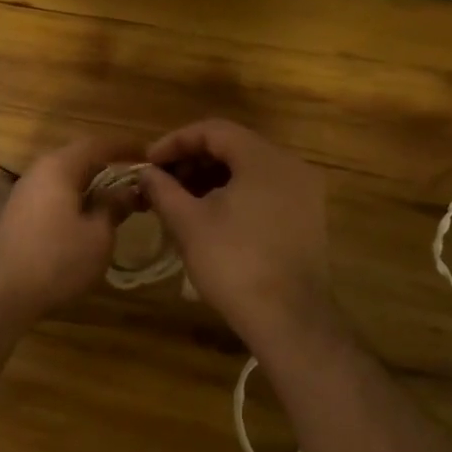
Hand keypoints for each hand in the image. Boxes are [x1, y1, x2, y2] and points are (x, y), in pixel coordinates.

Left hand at [0, 133, 142, 318]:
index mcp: (59, 167)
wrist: (3, 292)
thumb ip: (114, 207)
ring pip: (66, 177)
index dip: (126, 147)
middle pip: (80, 158)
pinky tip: (90, 216)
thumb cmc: (57, 259)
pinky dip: (77, 198)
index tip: (150, 155)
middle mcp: (39, 171)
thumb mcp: (98, 236)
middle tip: (138, 178)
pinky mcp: (21, 213)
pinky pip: (55, 194)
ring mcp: (26, 192)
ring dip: (93, 184)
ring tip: (119, 198)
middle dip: (109, 165)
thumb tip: (129, 190)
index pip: (98, 144)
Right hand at [136, 119, 332, 346]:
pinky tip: (208, 216)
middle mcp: (290, 166)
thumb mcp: (188, 222)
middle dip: (191, 161)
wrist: (289, 320)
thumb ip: (163, 189)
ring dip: (210, 178)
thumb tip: (145, 172)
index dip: (175, 142)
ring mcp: (303, 193)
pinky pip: (263, 190)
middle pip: (232, 146)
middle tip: (160, 182)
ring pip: (247, 169)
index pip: (213, 130)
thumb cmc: (233, 263)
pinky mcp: (306, 217)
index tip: (148, 162)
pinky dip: (233, 194)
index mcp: (263, 159)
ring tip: (179, 200)